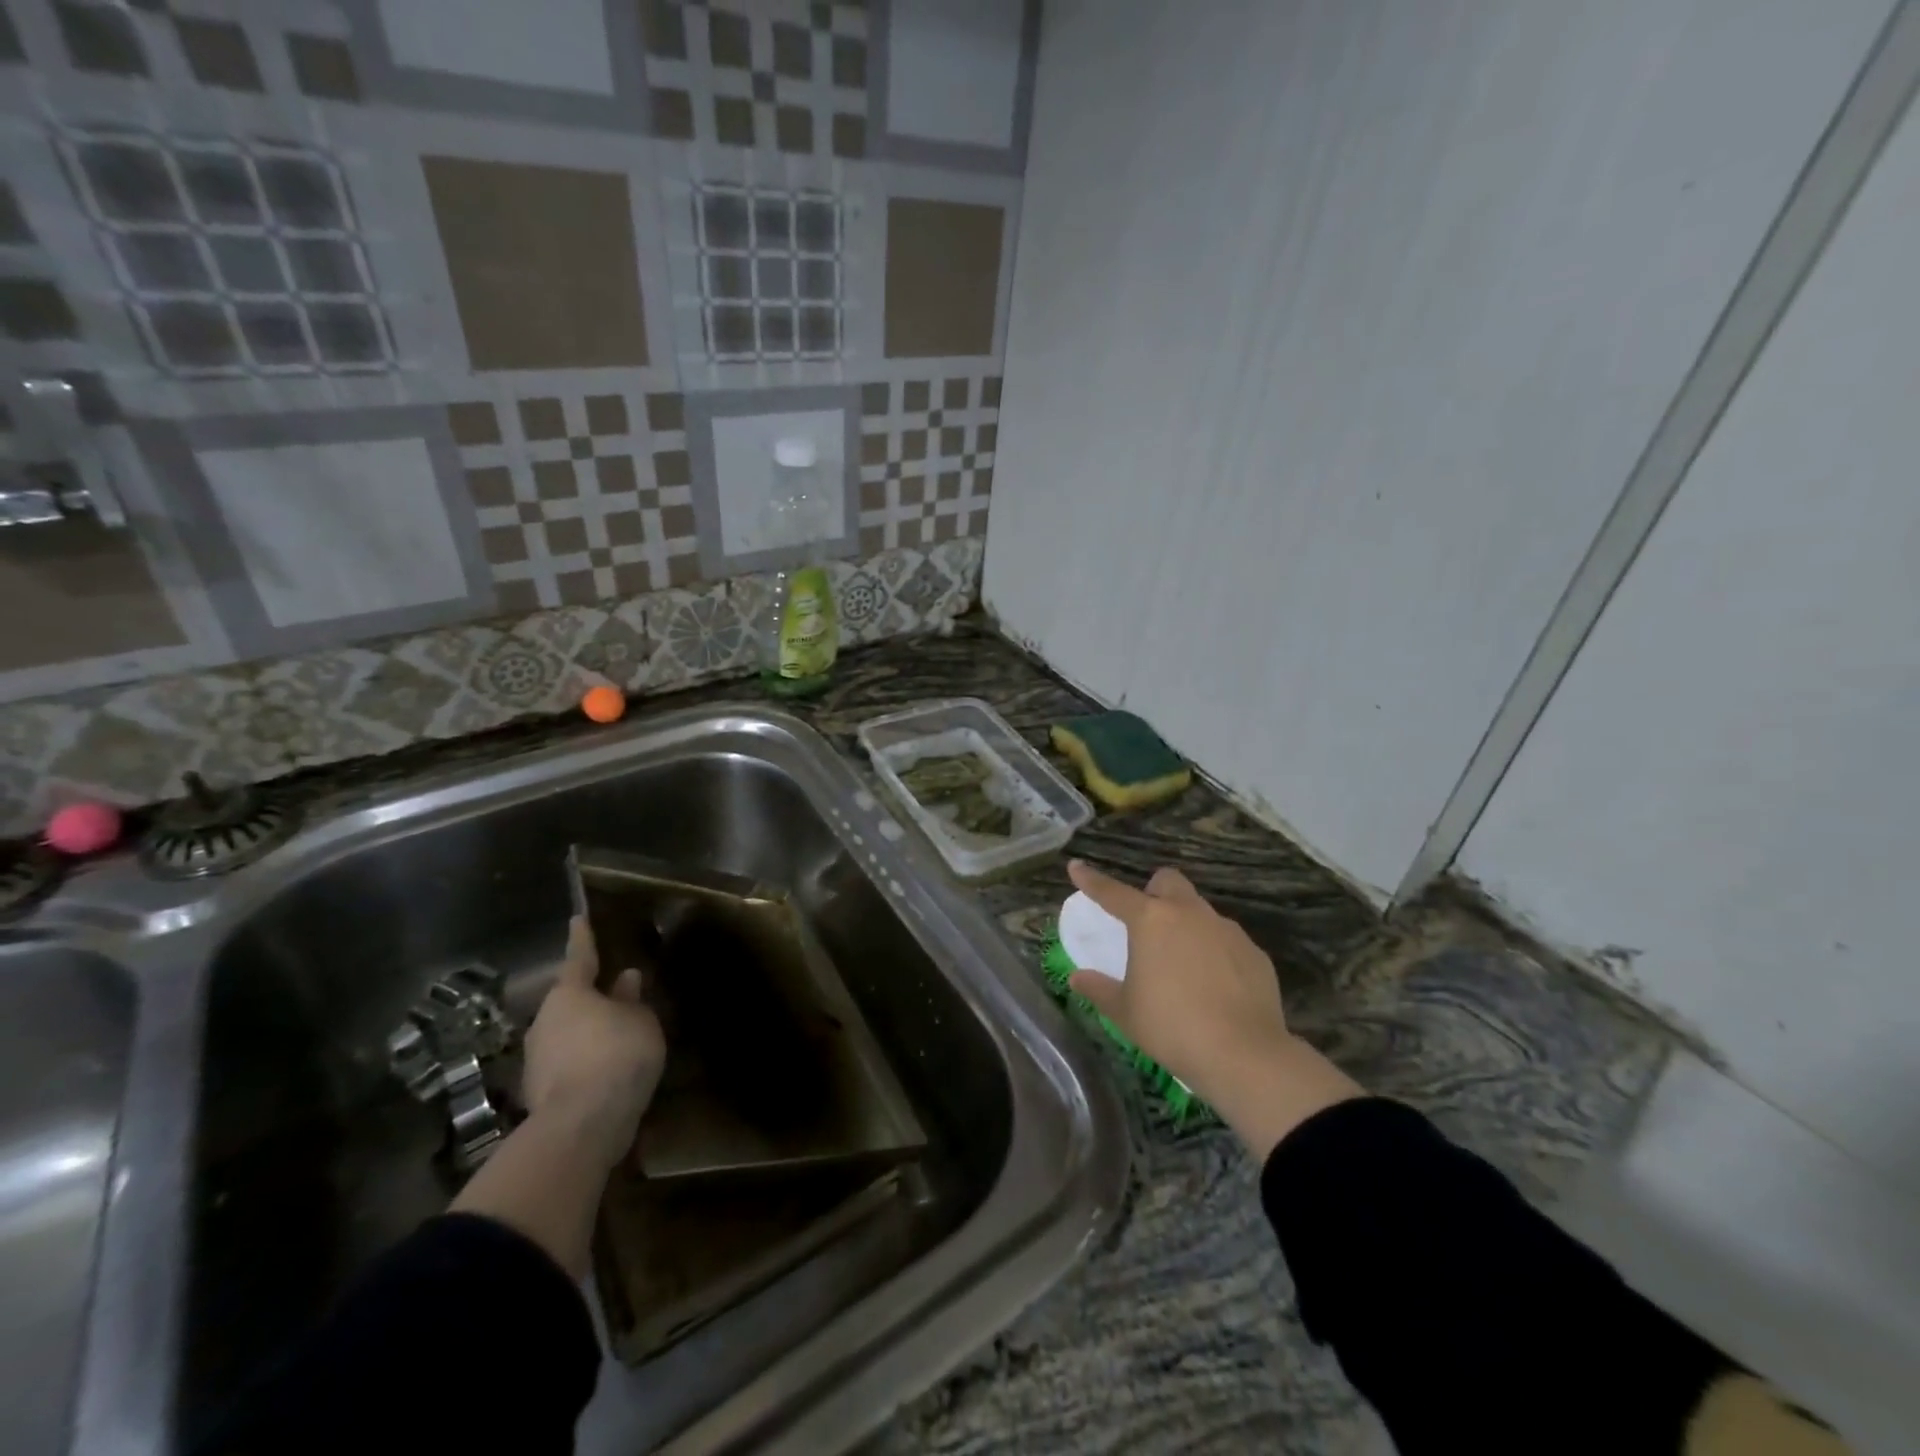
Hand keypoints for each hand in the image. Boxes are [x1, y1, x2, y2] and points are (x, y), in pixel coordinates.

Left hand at [521, 916, 666, 1169]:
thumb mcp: (640, 1020)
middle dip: (590, 997)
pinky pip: (568, 1065)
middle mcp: (545, 1021)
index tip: (578, 918)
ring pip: (567, 1035)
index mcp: (569, 994)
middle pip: (569, 1001)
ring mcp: (537, 1060)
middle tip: (616, 992)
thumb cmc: (617, 1054)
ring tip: (617, 1036)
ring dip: (587, 1033)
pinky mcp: (540, 1093)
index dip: (582, 938)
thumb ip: (631, 1000)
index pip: (579, 957)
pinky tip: (607, 1071)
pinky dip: (585, 1062)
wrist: (582, 1126)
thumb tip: (625, 979)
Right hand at [1067, 860, 1361, 1157]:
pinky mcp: (1254, 952)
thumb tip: (1078, 978)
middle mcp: (1189, 913)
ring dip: (1186, 926)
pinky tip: (1215, 987)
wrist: (1244, 1054)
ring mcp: (1226, 930)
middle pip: (1168, 881)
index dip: (1091, 880)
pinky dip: (1215, 953)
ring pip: (1200, 911)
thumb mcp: (1125, 1012)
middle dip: (1155, 892)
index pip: (1113, 892)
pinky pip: (1226, 941)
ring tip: (1182, 965)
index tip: (1076, 867)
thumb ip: (1099, 989)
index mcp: (1151, 921)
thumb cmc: (1172, 1028)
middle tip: (1147, 923)